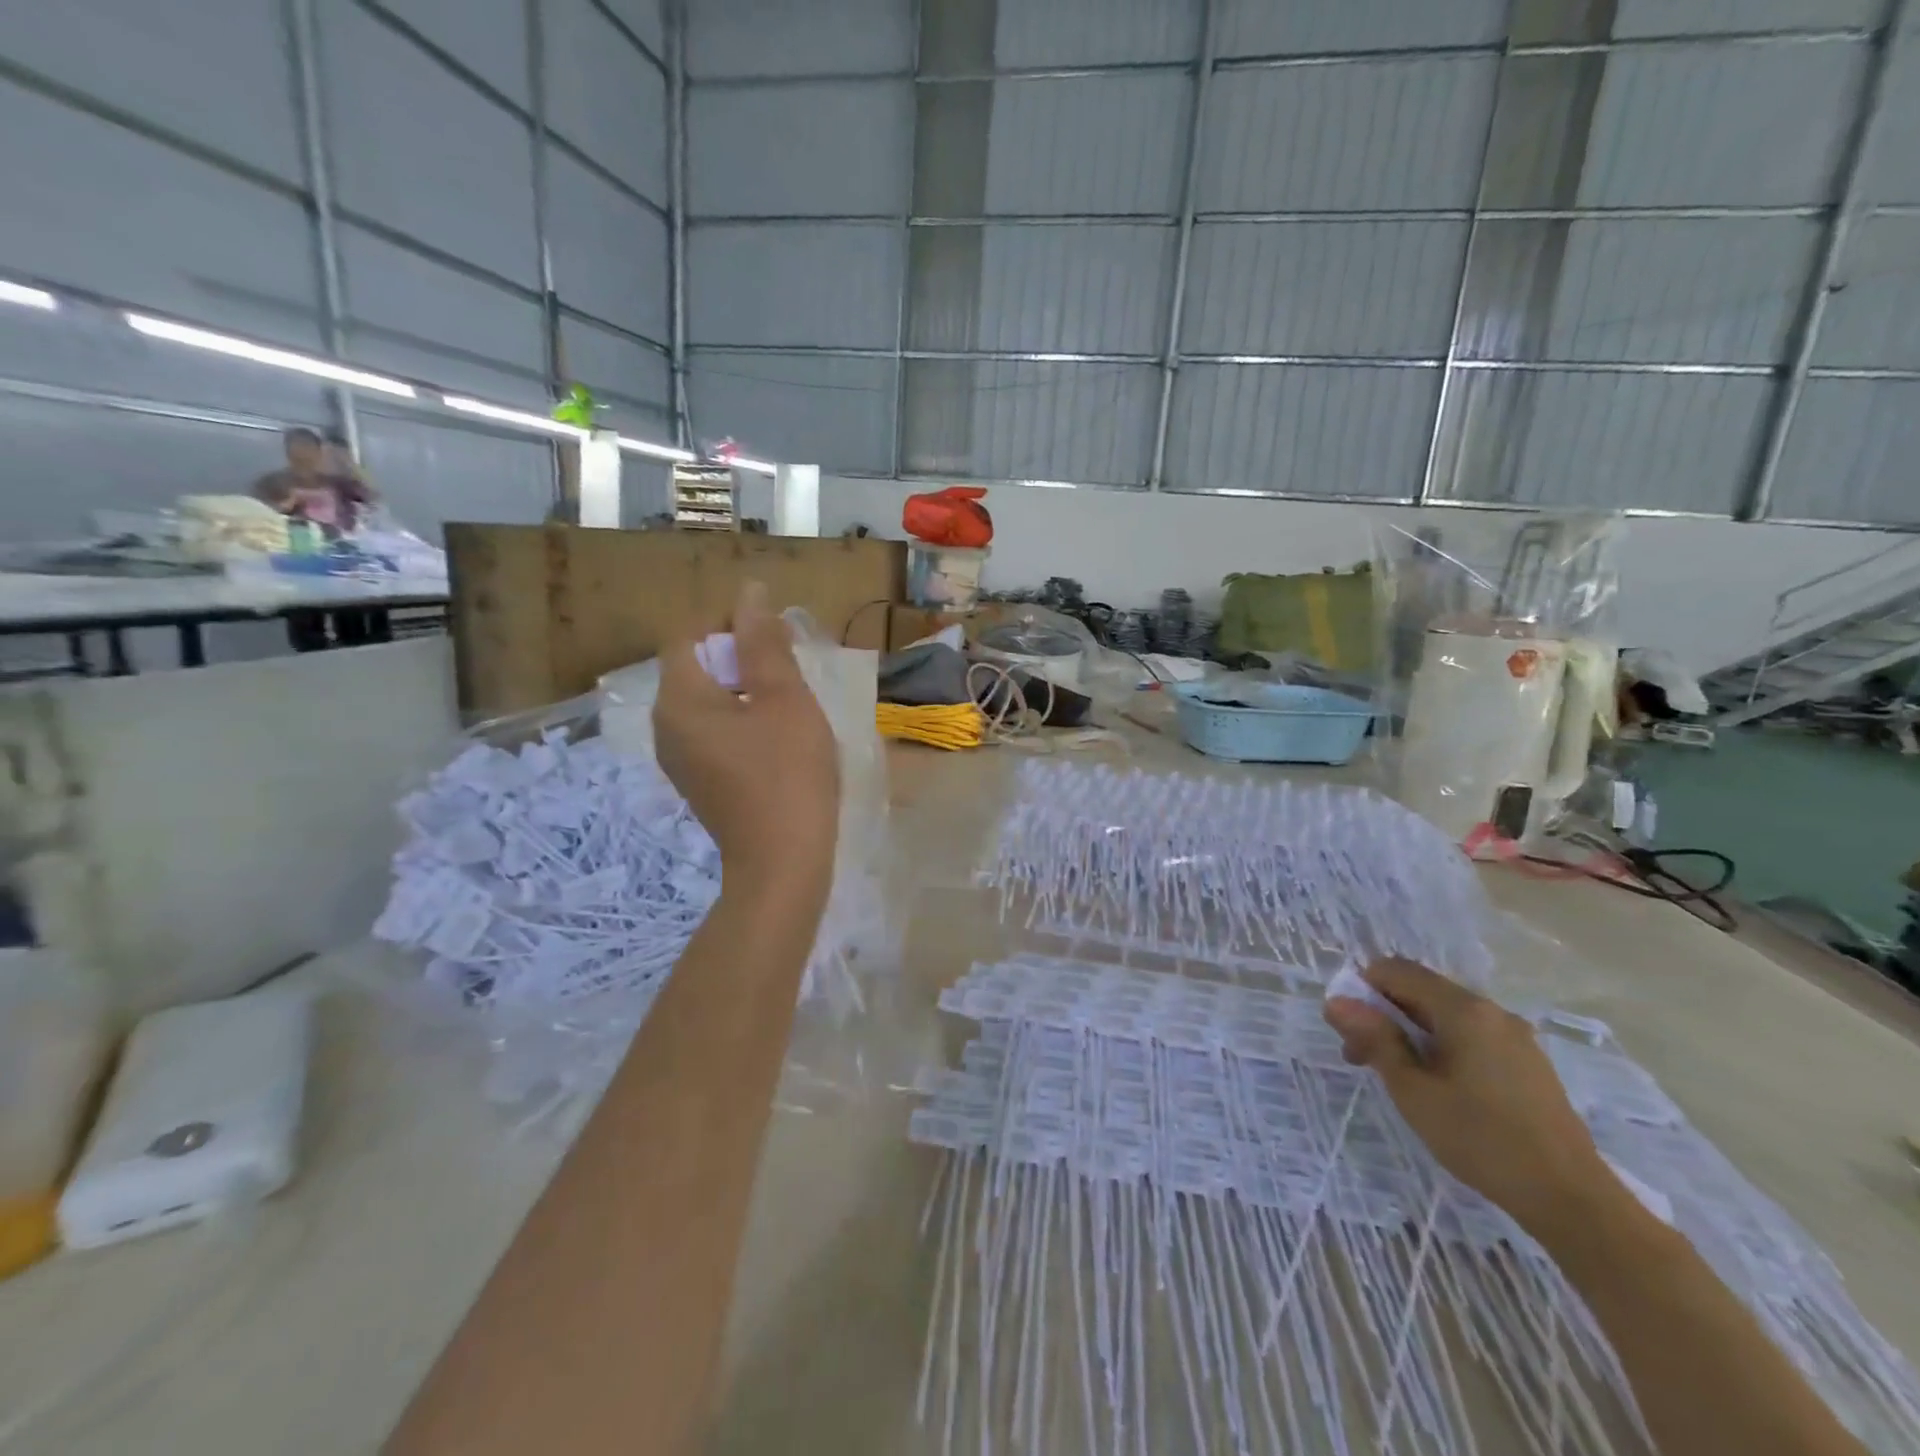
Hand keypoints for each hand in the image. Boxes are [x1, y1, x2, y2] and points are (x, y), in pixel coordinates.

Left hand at [652, 582, 839, 898]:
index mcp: (679, 700)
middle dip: (741, 656)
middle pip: (696, 666)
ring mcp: (679, 758)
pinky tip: (777, 738)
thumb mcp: (784, 699)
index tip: (776, 637)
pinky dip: (742, 720)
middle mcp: (666, 726)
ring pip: (708, 701)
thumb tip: (749, 595)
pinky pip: (713, 731)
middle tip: (790, 669)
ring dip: (746, 688)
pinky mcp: (698, 780)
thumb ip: (764, 643)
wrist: (783, 863)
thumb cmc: (788, 774)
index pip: (689, 635)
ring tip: (790, 702)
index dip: (730, 623)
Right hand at [1324, 957, 1614, 1237]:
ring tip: (1399, 1078)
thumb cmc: (1481, 1139)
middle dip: (1384, 1015)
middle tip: (1363, 1060)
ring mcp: (1515, 1037)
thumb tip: (1336, 1002)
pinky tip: (1440, 1088)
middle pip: (1421, 991)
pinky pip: (1471, 1036)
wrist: (1572, 1199)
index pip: (1396, 970)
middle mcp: (1491, 1010)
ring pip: (1445, 1015)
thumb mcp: (1412, 1090)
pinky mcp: (1528, 1063)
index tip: (1349, 1030)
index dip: (1363, 989)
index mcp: (1463, 1009)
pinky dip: (1442, 1047)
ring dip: (1411, 1033)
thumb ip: (1374, 1039)